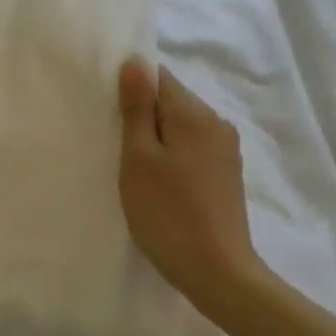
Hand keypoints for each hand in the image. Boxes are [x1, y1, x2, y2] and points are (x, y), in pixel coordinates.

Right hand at [118, 59, 270, 321]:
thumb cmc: (167, 212)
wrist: (217, 272)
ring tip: (132, 166)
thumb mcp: (139, 158)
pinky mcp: (226, 174)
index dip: (131, 88)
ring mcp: (225, 151)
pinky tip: (156, 182)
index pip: (159, 77)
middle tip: (114, 143)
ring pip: (180, 126)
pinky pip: (191, 148)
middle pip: (171, 101)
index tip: (109, 114)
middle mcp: (217, 123)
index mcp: (195, 114)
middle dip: (142, 114)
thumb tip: (135, 63)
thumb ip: (136, 108)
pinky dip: (171, 155)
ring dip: (155, 137)